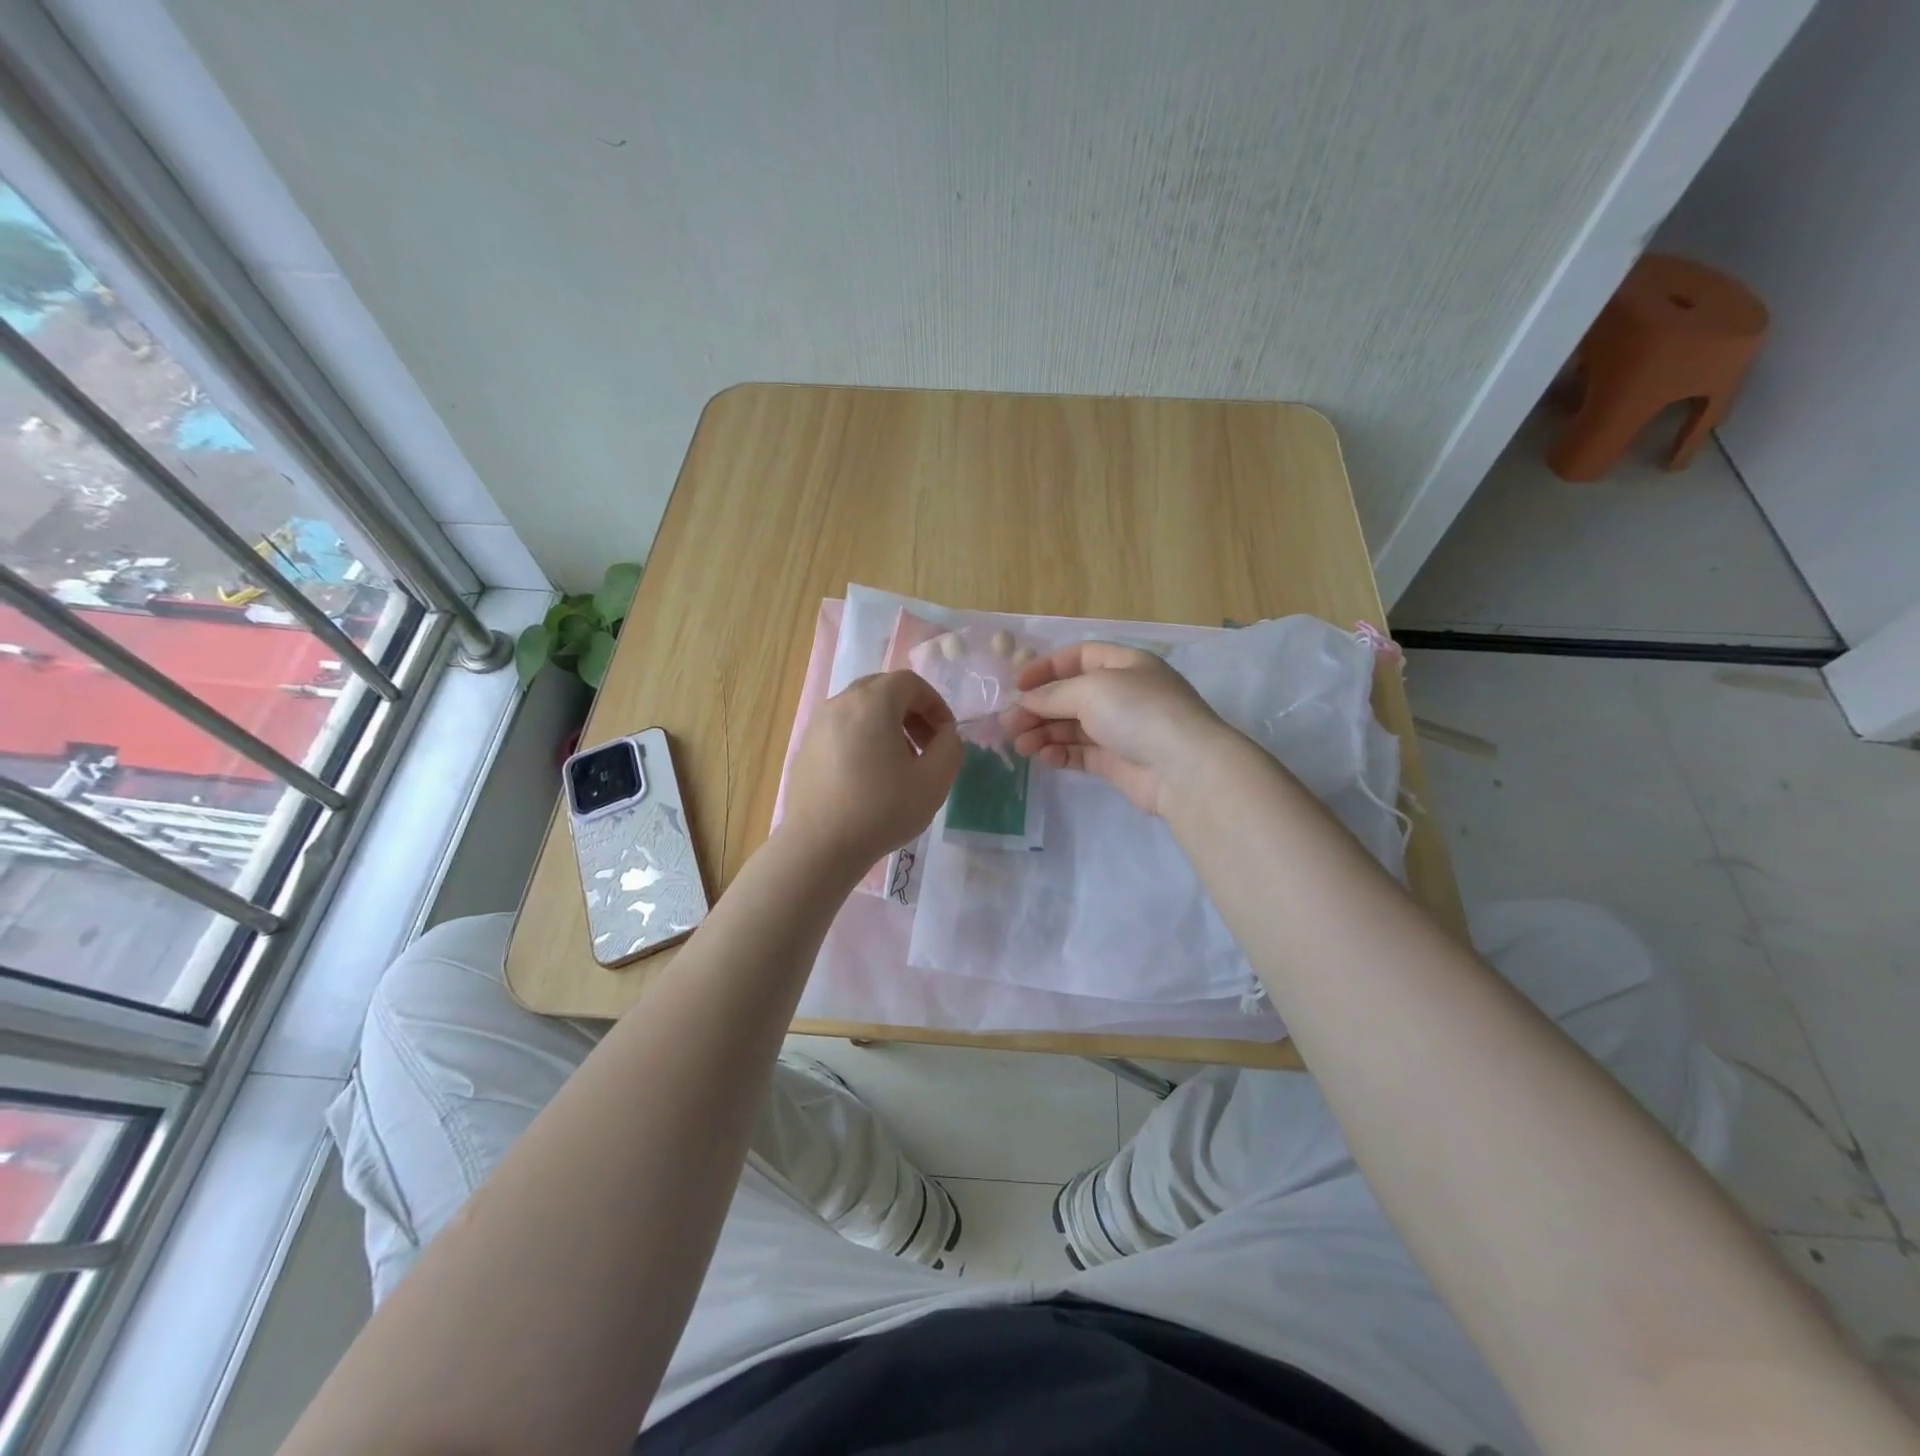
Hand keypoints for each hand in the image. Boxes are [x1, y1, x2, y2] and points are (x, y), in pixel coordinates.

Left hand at [779, 670, 960, 871]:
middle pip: (882, 689)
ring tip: (898, 764)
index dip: (935, 704)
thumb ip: (950, 748)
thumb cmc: (881, 811)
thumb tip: (945, 735)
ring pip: (860, 709)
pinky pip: (840, 729)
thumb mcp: (934, 781)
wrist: (819, 847)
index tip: (945, 735)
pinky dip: (861, 738)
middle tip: (925, 746)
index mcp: (872, 702)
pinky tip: (868, 777)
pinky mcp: (804, 748)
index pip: (910, 682)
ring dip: (886, 725)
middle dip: (911, 711)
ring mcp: (817, 725)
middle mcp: (840, 703)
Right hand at [1004, 641, 1231, 815]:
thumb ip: (1052, 695)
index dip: (1046, 668)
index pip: (1079, 657)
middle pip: (1070, 695)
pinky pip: (1080, 752)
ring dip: (1043, 732)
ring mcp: (1121, 729)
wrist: (1183, 767)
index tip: (1017, 686)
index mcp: (1125, 664)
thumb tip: (1023, 701)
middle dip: (1038, 707)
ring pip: (1072, 726)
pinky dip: (1059, 752)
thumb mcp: (1091, 690)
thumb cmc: (1138, 712)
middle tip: (1008, 723)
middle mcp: (1123, 693)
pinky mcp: (1117, 762)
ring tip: (1019, 744)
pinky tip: (1042, 757)